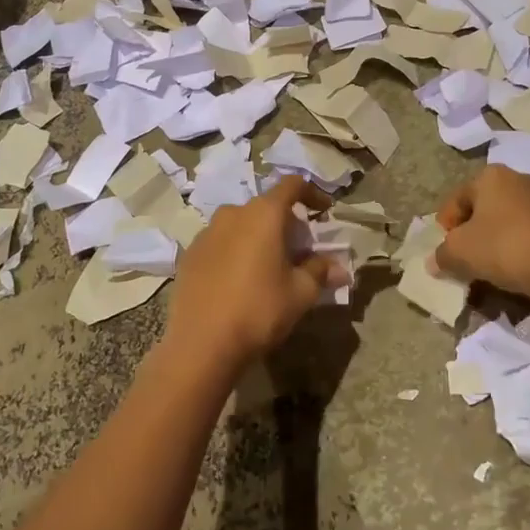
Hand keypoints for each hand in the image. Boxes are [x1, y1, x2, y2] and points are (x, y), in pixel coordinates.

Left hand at [161, 176, 347, 375]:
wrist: (202, 344)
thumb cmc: (259, 310)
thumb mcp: (300, 293)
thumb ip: (320, 272)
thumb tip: (340, 269)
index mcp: (263, 214)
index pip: (292, 185)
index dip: (312, 193)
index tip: (324, 210)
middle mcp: (232, 214)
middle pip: (265, 207)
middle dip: (285, 223)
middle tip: (299, 249)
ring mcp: (206, 233)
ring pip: (240, 224)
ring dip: (258, 236)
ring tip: (269, 265)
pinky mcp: (189, 255)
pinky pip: (220, 243)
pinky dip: (235, 251)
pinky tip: (239, 279)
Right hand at [433, 164, 529, 302]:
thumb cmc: (501, 246)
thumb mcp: (458, 252)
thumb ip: (441, 254)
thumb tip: (435, 261)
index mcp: (490, 175)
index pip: (457, 199)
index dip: (445, 224)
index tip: (445, 248)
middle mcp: (518, 178)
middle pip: (483, 205)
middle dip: (471, 229)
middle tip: (465, 254)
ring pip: (506, 218)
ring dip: (495, 237)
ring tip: (489, 263)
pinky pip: (528, 230)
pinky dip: (517, 243)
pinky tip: (514, 264)